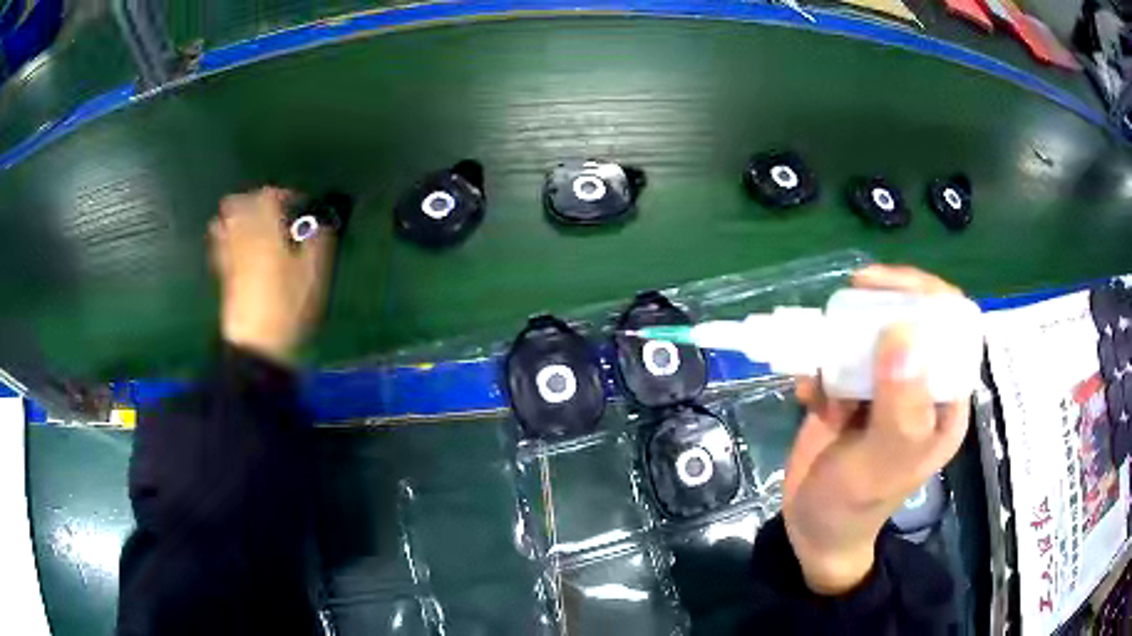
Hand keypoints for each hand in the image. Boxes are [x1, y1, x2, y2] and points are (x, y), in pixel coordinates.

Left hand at [210, 187, 335, 365]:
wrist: (259, 344)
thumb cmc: (289, 306)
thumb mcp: (314, 273)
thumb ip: (318, 241)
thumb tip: (319, 222)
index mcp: (267, 230)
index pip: (269, 195)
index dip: (284, 194)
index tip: (298, 204)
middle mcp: (244, 237)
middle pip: (239, 203)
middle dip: (254, 201)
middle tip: (271, 211)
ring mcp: (230, 255)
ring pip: (225, 222)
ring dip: (237, 217)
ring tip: (252, 226)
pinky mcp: (223, 275)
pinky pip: (218, 246)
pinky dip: (225, 238)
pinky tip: (237, 246)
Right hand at [782, 265, 969, 594]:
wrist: (812, 530)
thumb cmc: (856, 503)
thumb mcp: (882, 462)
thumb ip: (899, 405)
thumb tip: (902, 332)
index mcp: (944, 399)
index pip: (953, 327)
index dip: (928, 296)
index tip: (890, 286)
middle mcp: (920, 386)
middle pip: (912, 319)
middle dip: (882, 305)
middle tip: (851, 295)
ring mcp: (884, 388)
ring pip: (872, 334)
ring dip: (843, 339)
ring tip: (822, 366)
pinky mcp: (851, 392)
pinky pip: (838, 359)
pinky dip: (818, 365)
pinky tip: (807, 393)